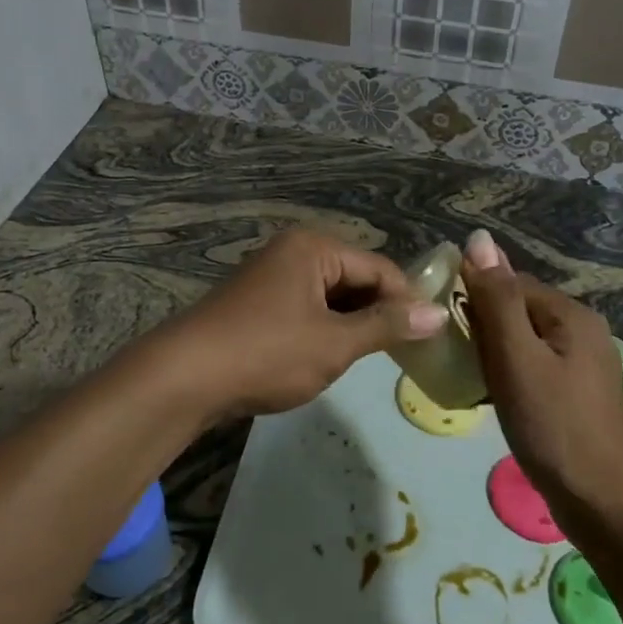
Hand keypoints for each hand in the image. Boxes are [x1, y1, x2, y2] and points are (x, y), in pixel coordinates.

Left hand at [160, 227, 447, 419]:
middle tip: (406, 352)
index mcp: (314, 247)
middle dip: (379, 313)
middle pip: (355, 278)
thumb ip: (387, 326)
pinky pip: (306, 308)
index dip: (408, 301)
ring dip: (352, 324)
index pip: (380, 268)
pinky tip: (331, 356)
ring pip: (331, 296)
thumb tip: (438, 313)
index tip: (431, 338)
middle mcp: (293, 251)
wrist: (184, 376)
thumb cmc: (267, 353)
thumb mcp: (334, 343)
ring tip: (373, 358)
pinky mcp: (258, 302)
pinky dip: (325, 329)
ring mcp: (271, 275)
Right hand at [459, 229, 622, 507]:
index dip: (473, 299)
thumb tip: (478, 238)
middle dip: (482, 328)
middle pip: (517, 311)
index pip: (510, 284)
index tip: (442, 326)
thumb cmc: (553, 426)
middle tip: (453, 357)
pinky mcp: (577, 393)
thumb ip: (496, 298)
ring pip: (523, 341)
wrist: (601, 504)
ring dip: (492, 354)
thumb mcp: (516, 358)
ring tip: (467, 378)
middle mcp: (583, 330)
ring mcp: (583, 364)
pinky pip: (533, 367)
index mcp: (572, 314)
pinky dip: (509, 375)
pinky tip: (492, 397)